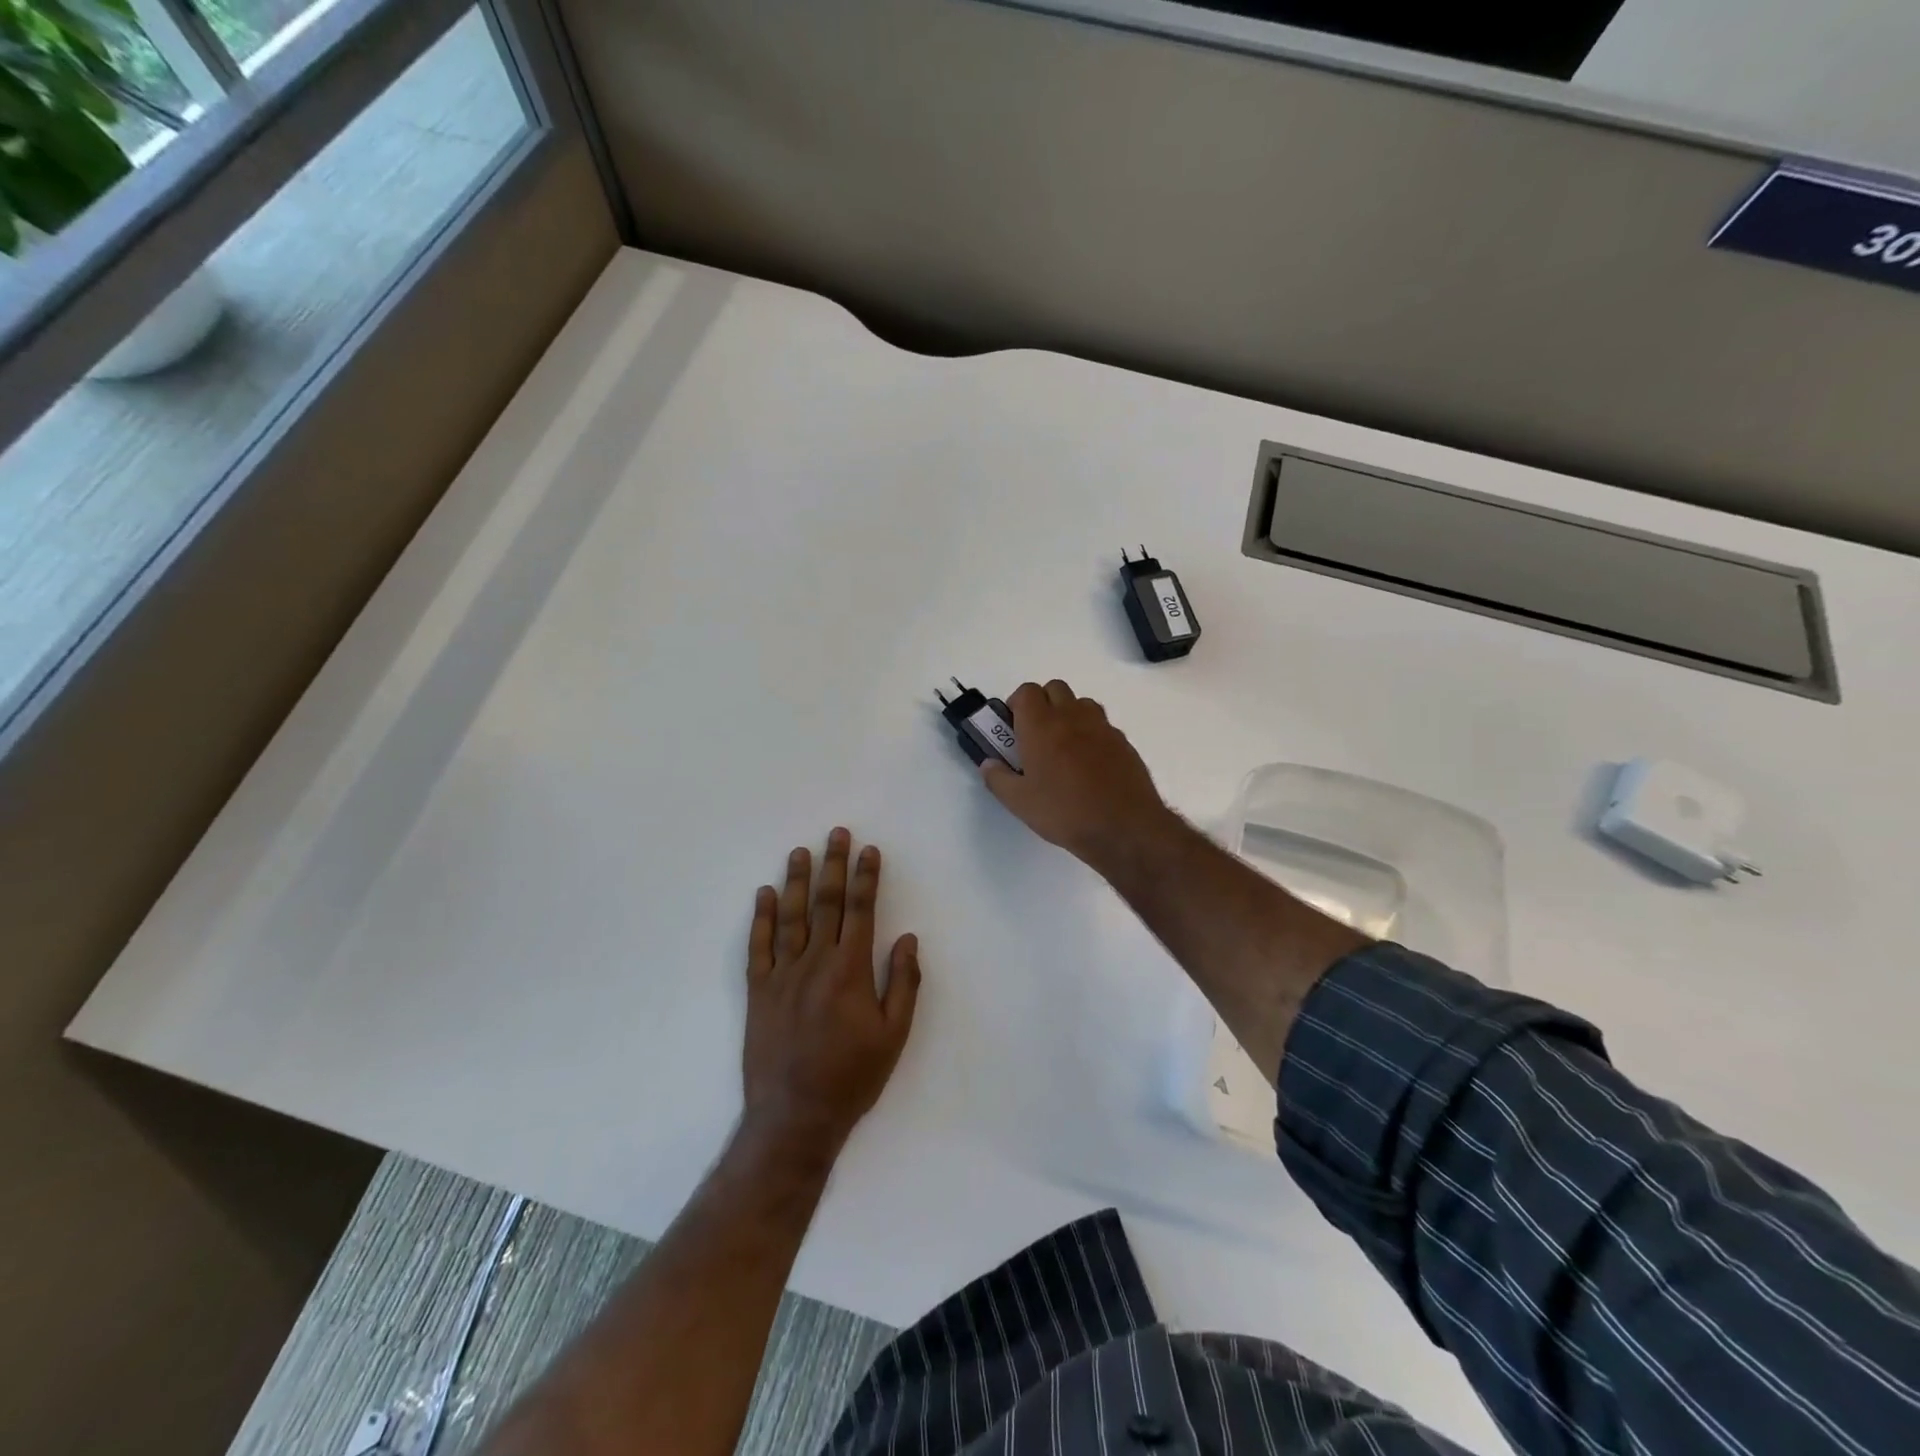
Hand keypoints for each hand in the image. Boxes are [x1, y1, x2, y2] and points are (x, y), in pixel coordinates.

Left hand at [741, 828, 920, 1160]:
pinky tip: (764, 894)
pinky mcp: (758, 991)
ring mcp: (782, 974)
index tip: (869, 850)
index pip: (860, 911)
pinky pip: (759, 946)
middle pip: (826, 903)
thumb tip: (906, 938)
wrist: (795, 1117)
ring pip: (791, 917)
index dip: (866, 878)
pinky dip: (762, 918)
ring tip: (801, 851)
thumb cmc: (852, 1077)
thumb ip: (903, 984)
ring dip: (797, 881)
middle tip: (837, 833)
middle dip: (833, 865)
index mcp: (850, 970)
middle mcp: (815, 962)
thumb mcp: (894, 1036)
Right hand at [981, 680, 1176, 871]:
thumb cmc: (1064, 812)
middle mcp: (1072, 717)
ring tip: (1064, 748)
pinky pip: (1102, 725)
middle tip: (1036, 736)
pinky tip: (1090, 765)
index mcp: (1041, 726)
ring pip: (1081, 703)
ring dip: (1068, 714)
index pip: (1026, 691)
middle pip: (1054, 688)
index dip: (1017, 704)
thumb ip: (998, 778)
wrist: (1124, 828)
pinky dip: (1091, 734)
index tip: (1013, 728)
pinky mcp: (1123, 742)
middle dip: (1042, 703)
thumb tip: (988, 763)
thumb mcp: (1019, 803)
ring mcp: (1101, 727)